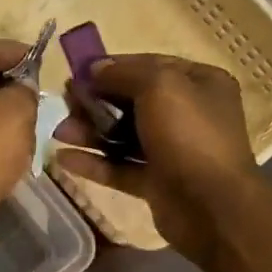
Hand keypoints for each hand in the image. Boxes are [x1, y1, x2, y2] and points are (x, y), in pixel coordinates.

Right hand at [55, 53, 257, 260]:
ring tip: (58, 132)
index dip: (113, 67)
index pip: (150, 65)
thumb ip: (124, 73)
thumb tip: (96, 69)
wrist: (212, 206)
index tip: (78, 72)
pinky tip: (63, 159)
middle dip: (96, 101)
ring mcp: (172, 150)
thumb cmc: (189, 135)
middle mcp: (188, 114)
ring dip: (90, 132)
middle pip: (132, 101)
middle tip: (64, 103)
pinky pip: (120, 167)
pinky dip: (94, 163)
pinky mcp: (157, 182)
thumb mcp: (159, 86)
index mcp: (199, 83)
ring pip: (123, 136)